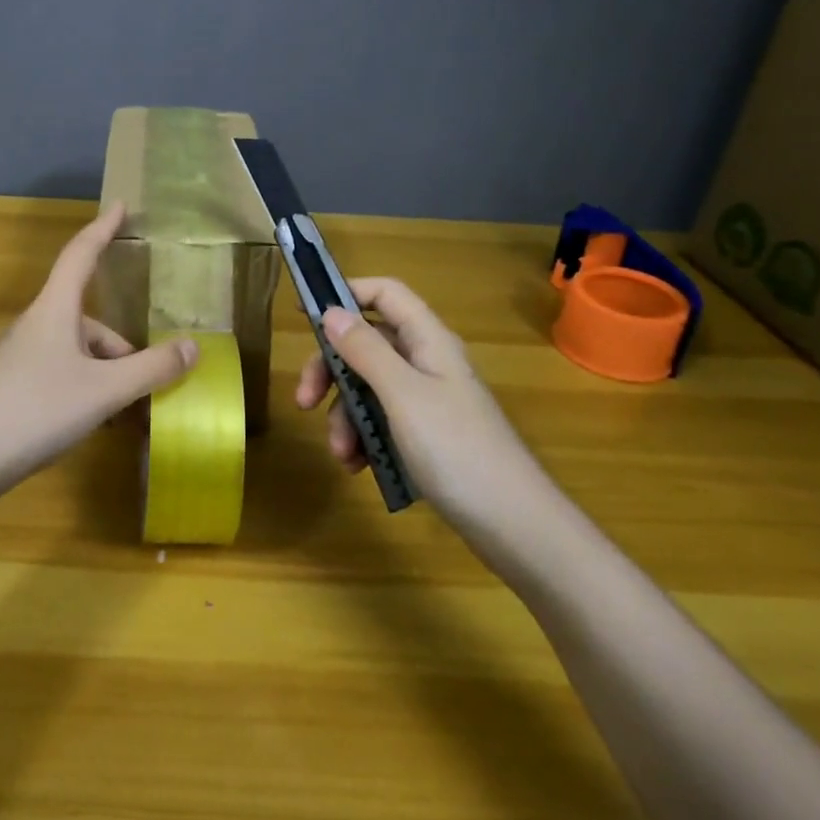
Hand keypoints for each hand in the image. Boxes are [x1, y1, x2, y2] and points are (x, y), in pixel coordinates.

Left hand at [0, 202, 198, 489]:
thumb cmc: (36, 411)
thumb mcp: (104, 391)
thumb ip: (151, 369)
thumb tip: (193, 347)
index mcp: (54, 310)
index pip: (81, 254)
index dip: (103, 228)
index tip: (121, 205)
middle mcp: (35, 325)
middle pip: (89, 320)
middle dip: (123, 349)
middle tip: (149, 385)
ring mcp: (18, 356)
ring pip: (76, 352)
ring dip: (105, 375)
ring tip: (123, 416)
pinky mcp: (10, 386)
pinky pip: (59, 373)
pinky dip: (84, 390)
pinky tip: (92, 424)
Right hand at [294, 277, 549, 523]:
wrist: (514, 525)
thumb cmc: (457, 449)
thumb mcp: (402, 395)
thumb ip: (366, 350)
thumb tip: (332, 311)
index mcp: (428, 341)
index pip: (386, 294)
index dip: (347, 294)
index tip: (304, 313)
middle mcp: (427, 363)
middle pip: (367, 345)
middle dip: (332, 371)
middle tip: (304, 400)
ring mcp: (428, 401)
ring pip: (369, 388)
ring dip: (345, 415)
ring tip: (341, 454)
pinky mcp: (427, 435)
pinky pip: (382, 421)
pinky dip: (364, 438)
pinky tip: (358, 466)